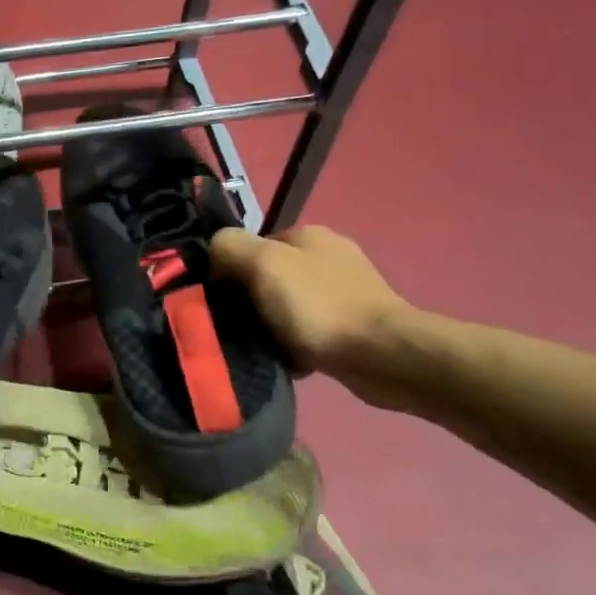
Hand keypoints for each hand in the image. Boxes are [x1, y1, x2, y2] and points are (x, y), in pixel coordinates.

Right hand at [210, 225, 422, 409]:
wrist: (382, 355)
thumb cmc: (318, 306)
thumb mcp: (263, 264)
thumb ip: (230, 247)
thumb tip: (213, 253)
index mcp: (308, 235)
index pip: (252, 246)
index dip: (230, 270)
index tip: (218, 300)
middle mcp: (328, 256)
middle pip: (269, 277)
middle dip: (250, 302)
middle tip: (236, 327)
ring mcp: (345, 291)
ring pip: (287, 306)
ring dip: (272, 327)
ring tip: (261, 348)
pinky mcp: (355, 325)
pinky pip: (308, 331)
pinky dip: (295, 345)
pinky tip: (289, 360)